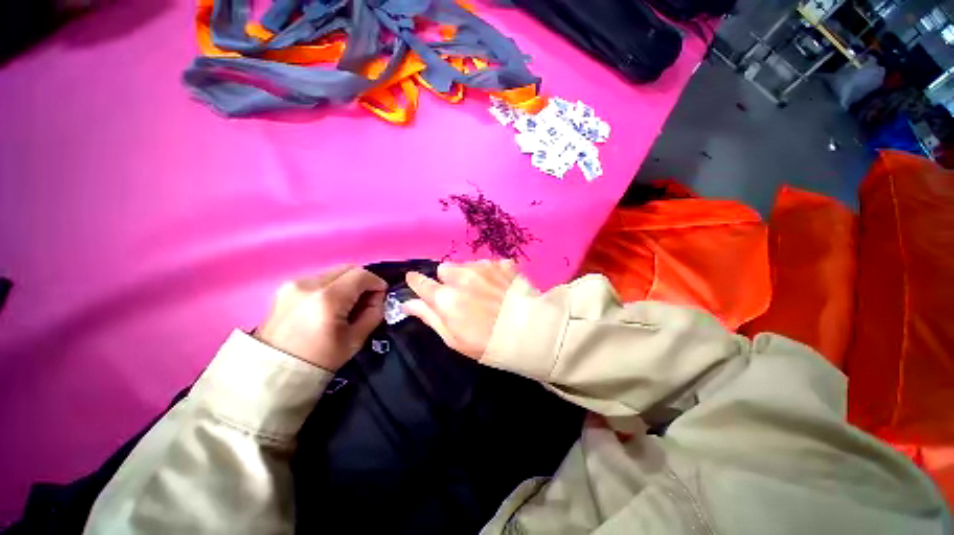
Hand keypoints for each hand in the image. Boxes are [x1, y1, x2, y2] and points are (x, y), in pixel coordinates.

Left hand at [256, 266, 386, 370]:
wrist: (273, 372)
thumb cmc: (319, 359)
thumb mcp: (356, 340)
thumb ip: (373, 313)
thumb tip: (377, 297)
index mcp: (328, 298)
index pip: (361, 275)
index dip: (376, 282)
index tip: (380, 296)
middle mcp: (309, 284)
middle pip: (347, 268)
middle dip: (362, 281)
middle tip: (366, 300)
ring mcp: (294, 284)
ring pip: (333, 272)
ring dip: (347, 283)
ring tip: (347, 304)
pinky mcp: (285, 287)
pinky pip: (319, 279)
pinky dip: (331, 286)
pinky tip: (329, 305)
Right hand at [403, 260, 518, 359]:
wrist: (531, 333)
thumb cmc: (488, 343)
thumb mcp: (454, 339)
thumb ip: (429, 317)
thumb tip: (407, 303)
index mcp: (445, 297)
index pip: (420, 281)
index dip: (417, 282)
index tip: (418, 284)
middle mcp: (461, 276)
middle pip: (443, 269)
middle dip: (447, 280)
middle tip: (461, 295)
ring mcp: (483, 267)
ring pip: (465, 265)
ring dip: (468, 275)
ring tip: (484, 292)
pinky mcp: (501, 263)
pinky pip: (487, 264)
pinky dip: (489, 273)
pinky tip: (499, 287)